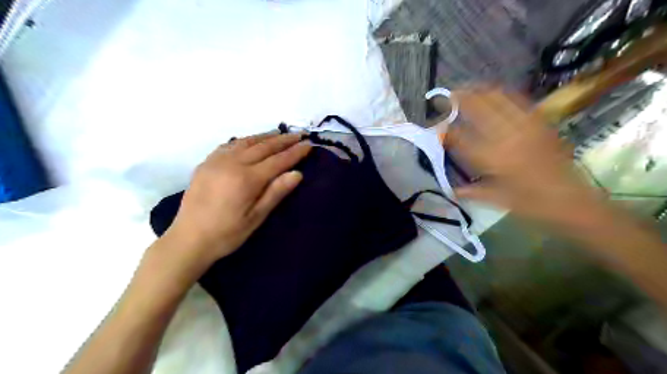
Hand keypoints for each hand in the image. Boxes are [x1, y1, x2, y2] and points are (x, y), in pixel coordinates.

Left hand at [166, 131, 312, 271]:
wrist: (188, 239)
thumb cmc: (227, 233)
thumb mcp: (256, 218)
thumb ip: (276, 193)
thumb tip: (297, 173)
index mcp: (247, 179)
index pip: (278, 160)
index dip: (295, 152)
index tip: (309, 144)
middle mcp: (232, 163)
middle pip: (263, 147)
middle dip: (283, 140)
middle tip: (299, 135)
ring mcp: (217, 161)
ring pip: (246, 142)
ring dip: (265, 137)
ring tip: (279, 133)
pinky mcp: (206, 163)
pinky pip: (229, 145)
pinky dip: (244, 140)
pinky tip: (250, 141)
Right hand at [448, 87, 605, 227]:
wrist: (572, 199)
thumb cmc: (529, 203)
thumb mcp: (494, 199)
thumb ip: (469, 190)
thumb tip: (450, 187)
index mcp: (491, 158)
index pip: (459, 137)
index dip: (443, 130)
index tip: (435, 127)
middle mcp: (505, 136)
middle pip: (476, 106)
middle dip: (458, 99)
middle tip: (446, 97)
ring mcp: (524, 125)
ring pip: (496, 97)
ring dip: (477, 90)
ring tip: (465, 90)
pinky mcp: (539, 121)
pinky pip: (517, 99)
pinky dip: (500, 93)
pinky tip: (492, 93)